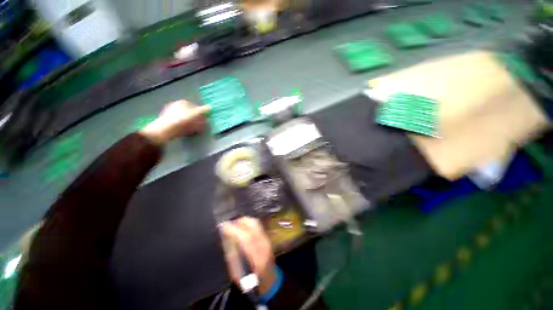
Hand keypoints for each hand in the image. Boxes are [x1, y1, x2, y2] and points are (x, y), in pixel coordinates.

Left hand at [140, 100, 209, 143]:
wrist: (166, 130)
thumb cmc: (182, 120)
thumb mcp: (196, 114)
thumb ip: (203, 110)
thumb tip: (210, 106)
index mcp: (182, 102)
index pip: (195, 106)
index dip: (201, 113)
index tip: (205, 119)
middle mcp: (175, 106)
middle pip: (190, 113)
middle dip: (196, 119)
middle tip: (202, 125)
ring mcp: (170, 114)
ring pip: (185, 119)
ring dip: (192, 124)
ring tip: (196, 130)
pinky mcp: (168, 123)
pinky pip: (180, 125)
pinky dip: (185, 128)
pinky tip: (188, 132)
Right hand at [219, 217, 276, 294]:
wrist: (270, 280)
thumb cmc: (251, 281)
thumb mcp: (237, 274)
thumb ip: (232, 255)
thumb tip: (225, 239)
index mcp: (257, 257)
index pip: (245, 237)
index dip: (233, 229)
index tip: (222, 226)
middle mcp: (264, 244)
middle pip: (252, 224)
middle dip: (238, 221)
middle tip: (227, 225)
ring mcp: (267, 239)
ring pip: (255, 222)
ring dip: (242, 221)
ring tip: (233, 225)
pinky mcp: (267, 237)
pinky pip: (256, 225)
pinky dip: (247, 223)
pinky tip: (241, 228)